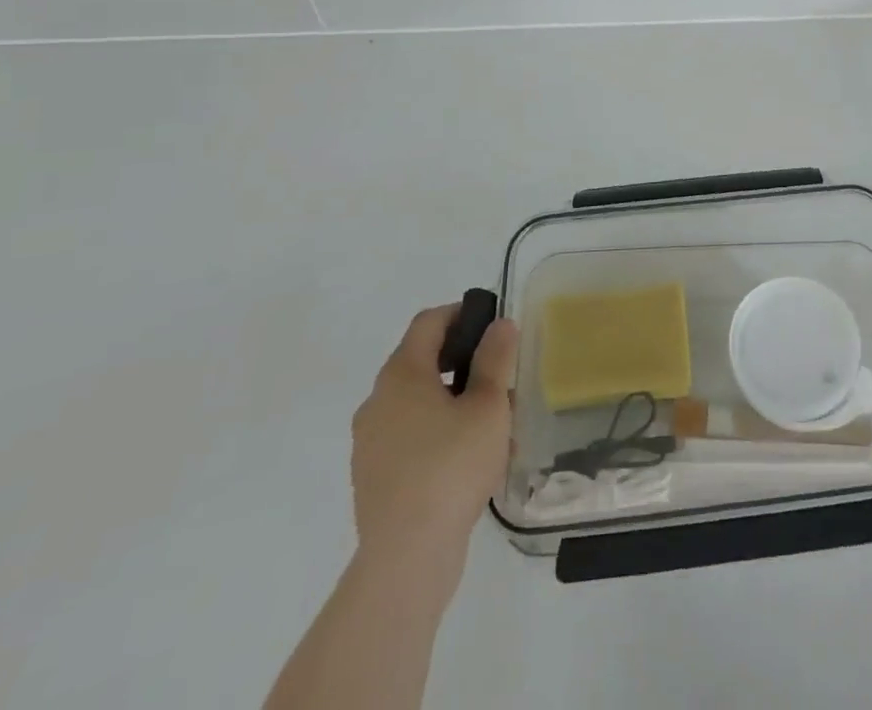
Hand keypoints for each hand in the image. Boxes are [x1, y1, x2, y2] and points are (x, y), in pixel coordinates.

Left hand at [350, 305, 518, 568]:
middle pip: (422, 362)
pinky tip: (471, 461)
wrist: (406, 558)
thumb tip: (498, 325)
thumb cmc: (452, 466)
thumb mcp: (488, 405)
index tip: (493, 325)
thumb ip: (495, 359)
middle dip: (464, 364)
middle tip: (501, 379)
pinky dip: (439, 435)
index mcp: (401, 375)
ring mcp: (370, 442)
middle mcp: (377, 401)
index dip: (461, 313)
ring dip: (454, 403)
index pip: (429, 322)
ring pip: (419, 404)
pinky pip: (410, 438)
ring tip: (494, 426)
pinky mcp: (373, 478)